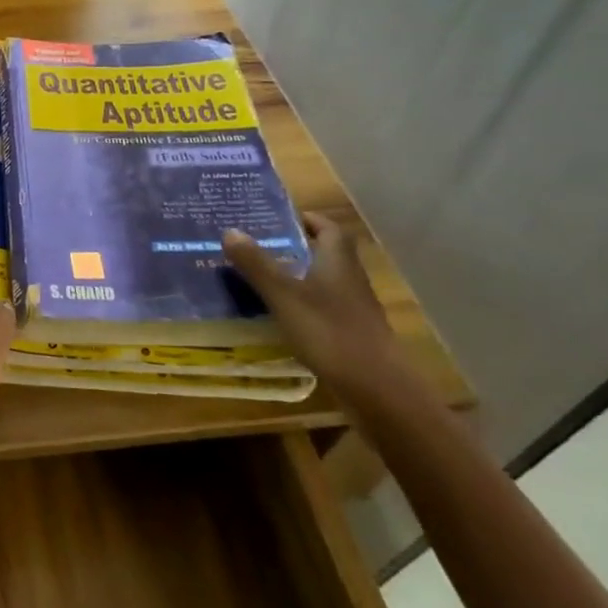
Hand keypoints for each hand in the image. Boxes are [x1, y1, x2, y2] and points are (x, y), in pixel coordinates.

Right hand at [222, 213, 410, 403]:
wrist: (377, 389)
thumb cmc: (329, 332)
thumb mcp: (284, 296)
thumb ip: (257, 264)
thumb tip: (230, 230)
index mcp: (338, 261)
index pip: (328, 227)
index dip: (307, 218)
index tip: (279, 218)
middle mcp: (350, 279)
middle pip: (326, 253)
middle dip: (297, 246)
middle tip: (261, 245)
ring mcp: (354, 308)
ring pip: (325, 281)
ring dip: (299, 275)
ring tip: (263, 277)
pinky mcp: (352, 333)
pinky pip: (325, 307)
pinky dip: (305, 303)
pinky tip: (282, 314)